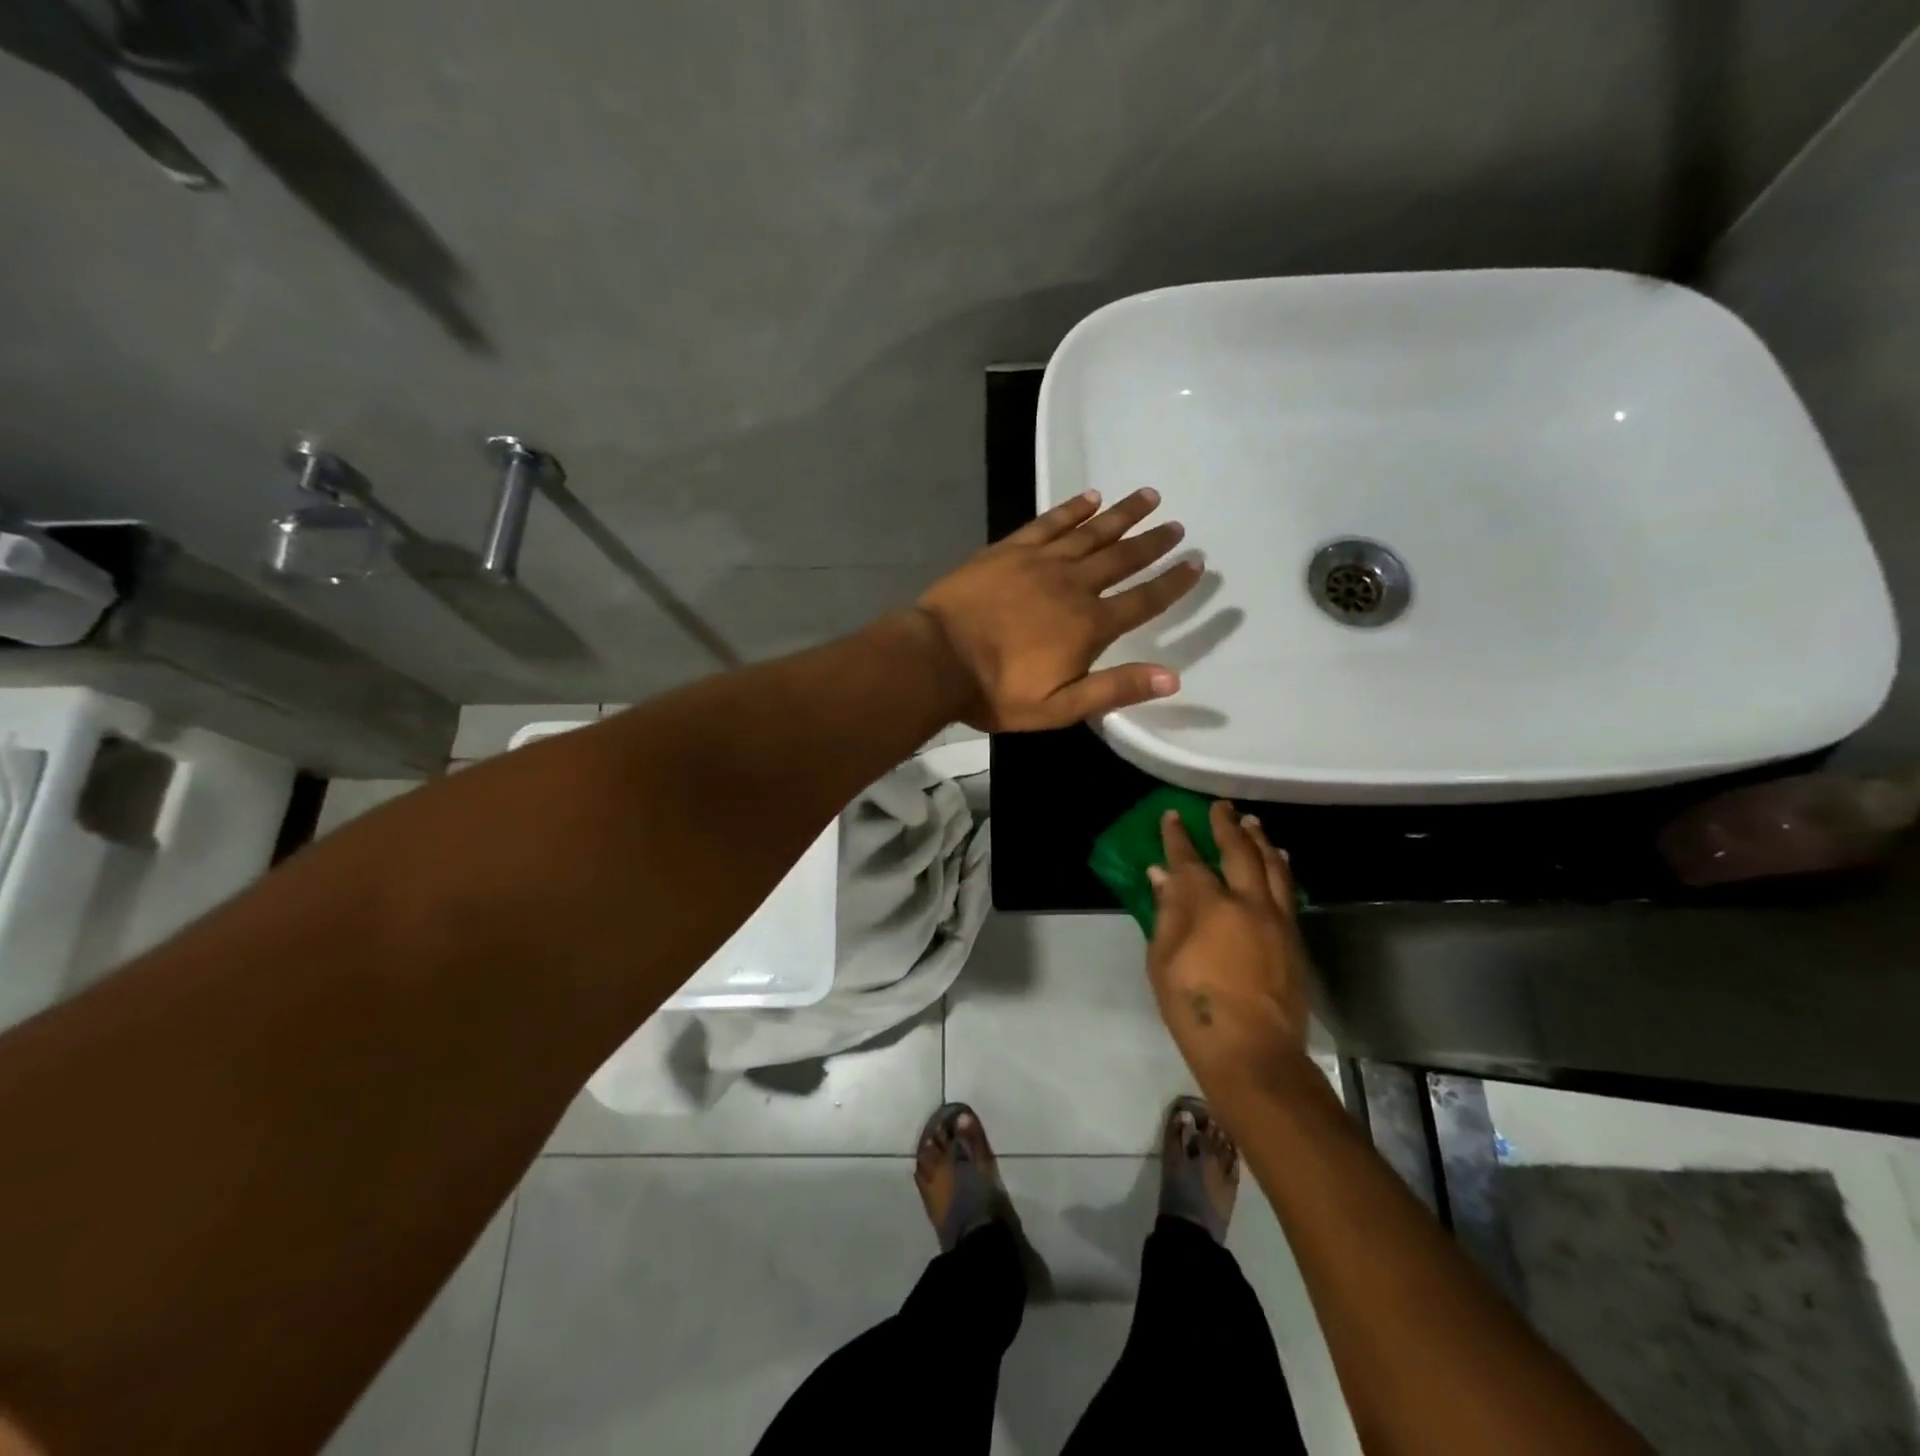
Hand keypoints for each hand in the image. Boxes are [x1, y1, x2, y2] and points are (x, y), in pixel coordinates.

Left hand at [916, 488, 1202, 730]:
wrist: (937, 659)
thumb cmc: (997, 692)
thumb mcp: (1059, 707)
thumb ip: (1114, 689)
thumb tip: (1173, 677)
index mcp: (1089, 625)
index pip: (1142, 600)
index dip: (1171, 584)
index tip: (1195, 564)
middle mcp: (1073, 585)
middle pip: (1122, 558)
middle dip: (1152, 543)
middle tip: (1177, 526)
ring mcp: (1040, 562)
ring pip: (1091, 531)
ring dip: (1122, 514)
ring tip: (1148, 497)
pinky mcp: (1009, 550)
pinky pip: (1049, 522)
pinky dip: (1071, 509)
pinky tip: (1090, 498)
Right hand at [1147, 801, 1312, 1092]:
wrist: (1253, 1052)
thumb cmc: (1195, 1008)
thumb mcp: (1163, 961)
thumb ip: (1166, 913)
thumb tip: (1163, 875)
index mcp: (1210, 906)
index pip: (1191, 860)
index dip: (1179, 836)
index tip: (1173, 815)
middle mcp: (1248, 903)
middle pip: (1240, 852)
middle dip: (1227, 826)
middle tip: (1222, 807)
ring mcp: (1277, 920)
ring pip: (1273, 867)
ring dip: (1260, 842)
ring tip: (1253, 824)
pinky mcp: (1294, 939)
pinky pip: (1288, 891)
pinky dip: (1281, 869)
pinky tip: (1278, 863)